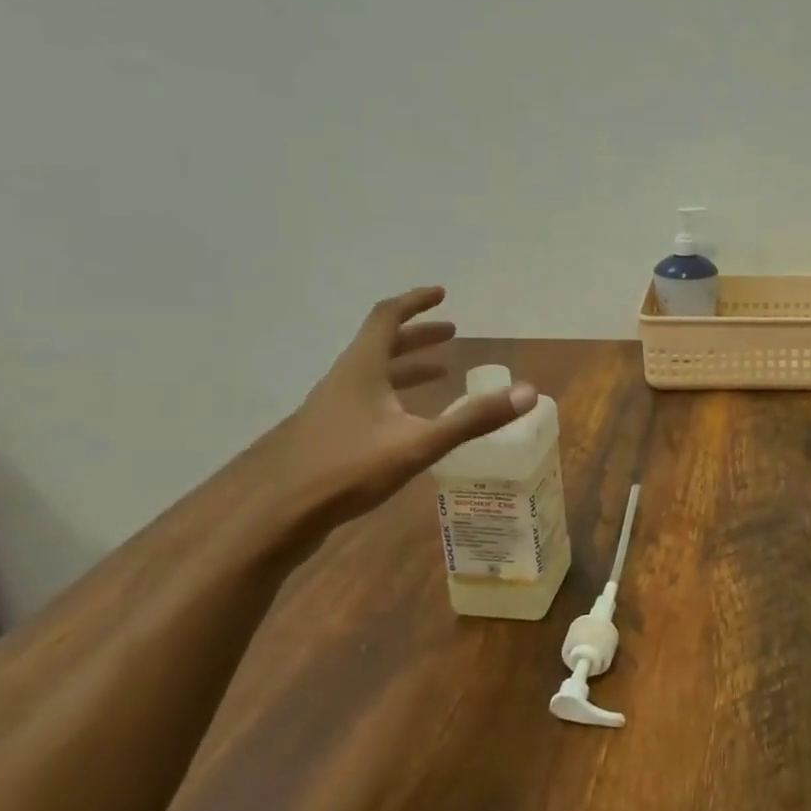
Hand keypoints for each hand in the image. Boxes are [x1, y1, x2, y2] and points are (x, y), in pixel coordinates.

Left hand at [275, 287, 535, 519]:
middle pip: (382, 343)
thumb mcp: (420, 444)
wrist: (282, 516)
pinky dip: (395, 394)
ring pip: (374, 373)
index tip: (441, 294)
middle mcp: (344, 379)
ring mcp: (332, 406)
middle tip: (452, 333)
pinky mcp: (329, 432)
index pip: (386, 317)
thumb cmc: (349, 470)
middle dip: (419, 335)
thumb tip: (528, 392)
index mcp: (361, 368)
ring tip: (442, 372)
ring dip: (408, 365)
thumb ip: (473, 419)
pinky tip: (410, 419)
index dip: (414, 302)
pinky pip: (368, 397)